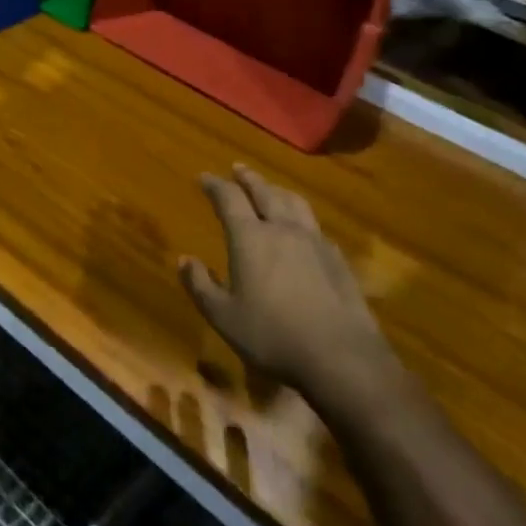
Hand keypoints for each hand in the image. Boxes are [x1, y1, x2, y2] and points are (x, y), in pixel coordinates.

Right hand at [180, 165, 398, 401]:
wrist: (340, 356)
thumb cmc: (272, 335)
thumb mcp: (223, 316)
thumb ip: (200, 285)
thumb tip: (184, 259)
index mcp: (250, 238)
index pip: (229, 199)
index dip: (215, 185)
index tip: (204, 177)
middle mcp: (282, 229)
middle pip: (264, 192)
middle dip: (248, 178)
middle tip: (237, 169)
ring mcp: (314, 241)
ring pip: (294, 203)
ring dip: (277, 190)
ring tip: (270, 189)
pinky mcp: (337, 258)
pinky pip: (314, 225)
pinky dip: (300, 216)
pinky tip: (301, 228)